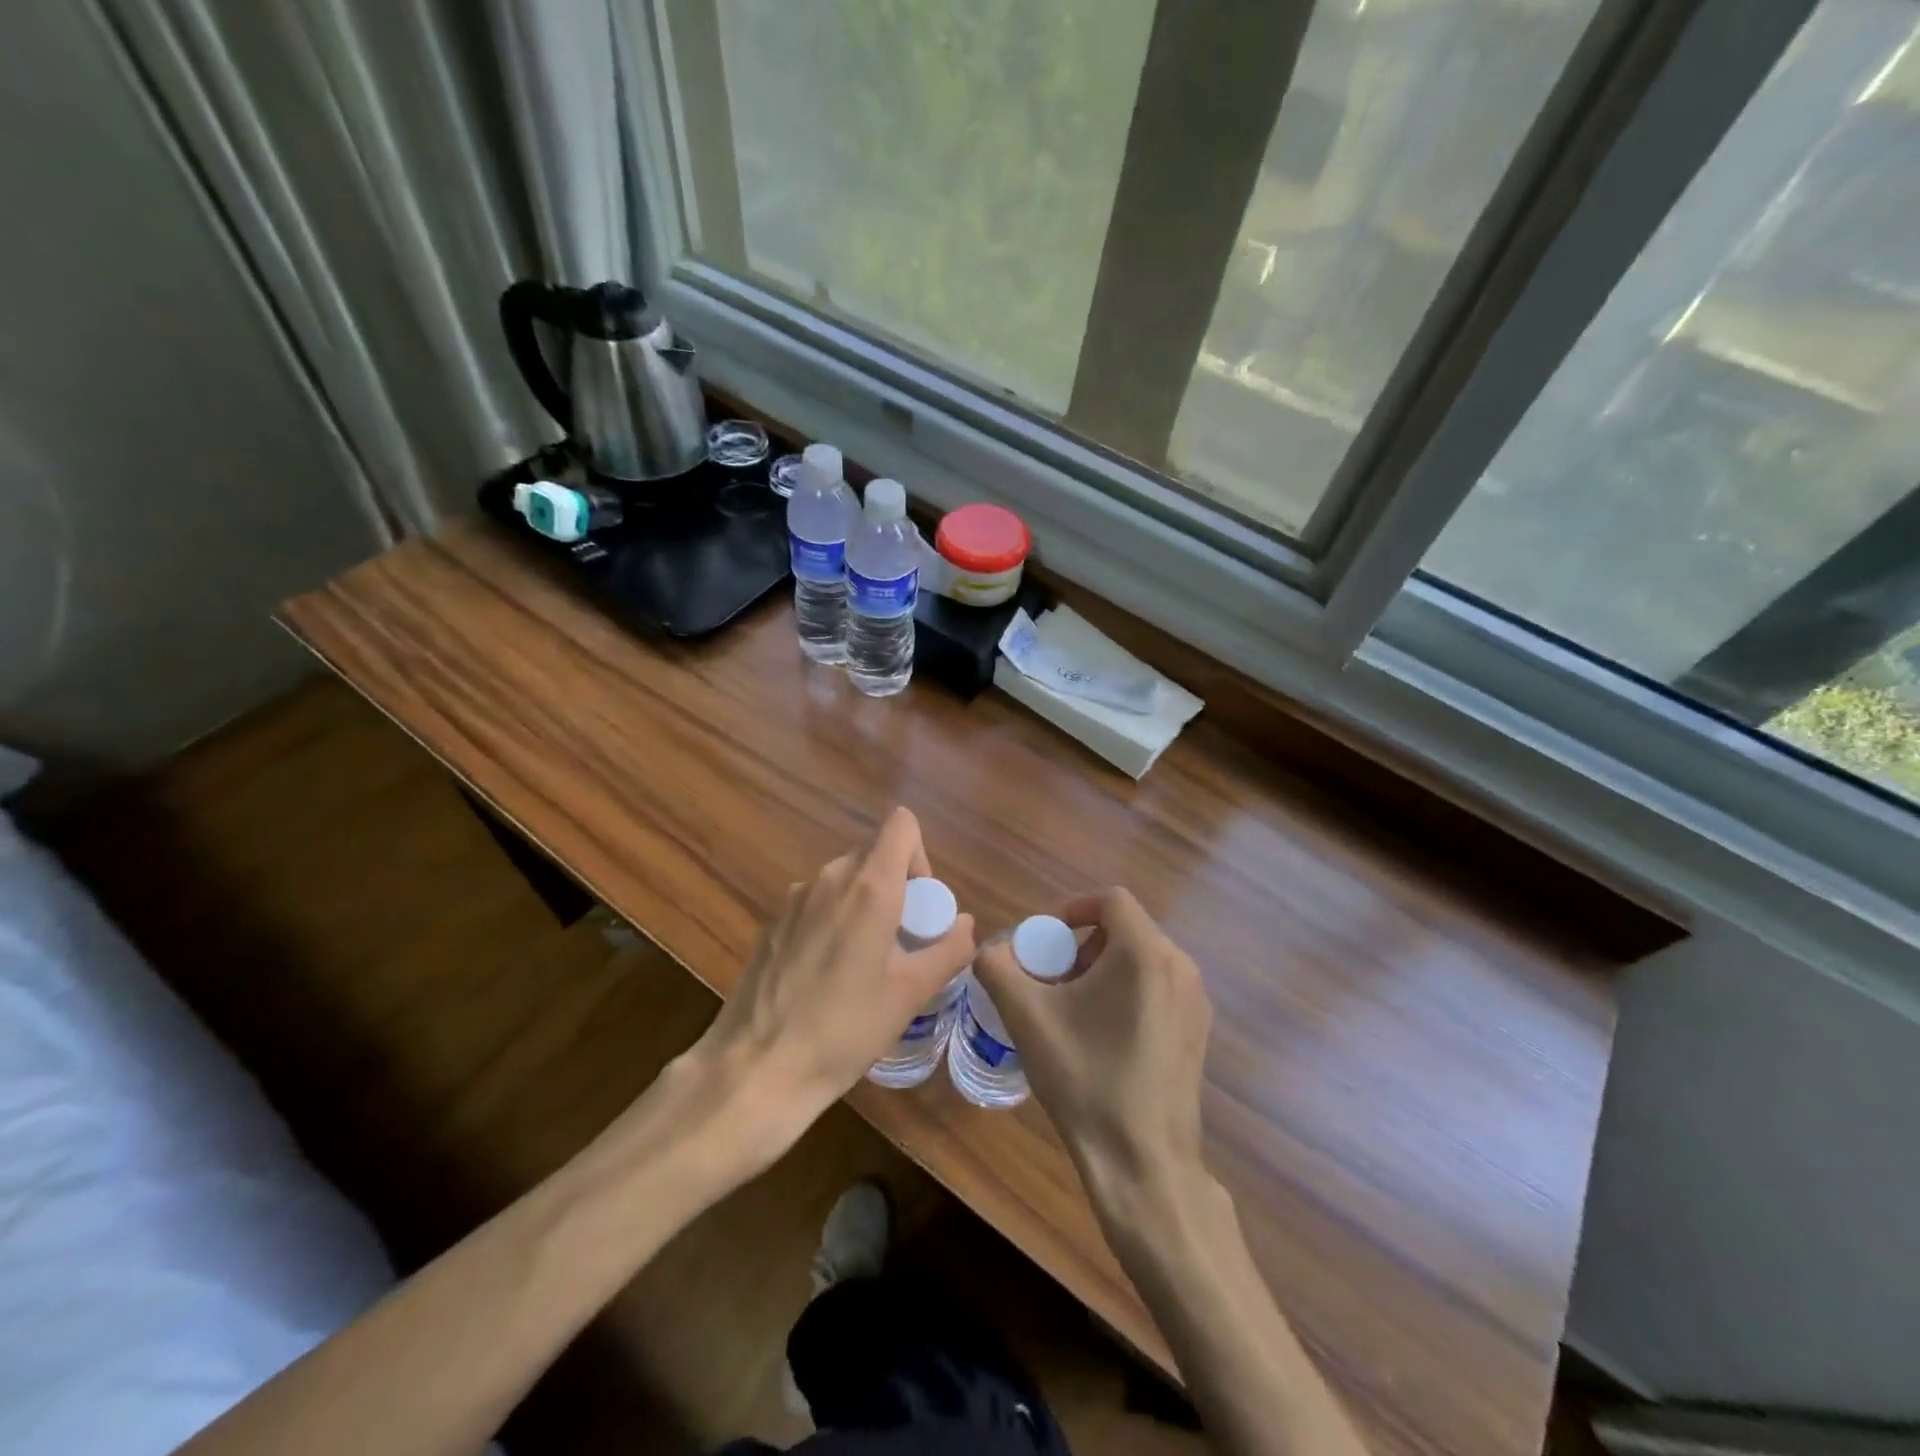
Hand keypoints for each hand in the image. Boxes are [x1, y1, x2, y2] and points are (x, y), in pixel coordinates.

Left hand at [687, 807, 974, 1162]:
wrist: (756, 1068)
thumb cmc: (844, 1029)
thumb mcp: (910, 994)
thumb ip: (947, 950)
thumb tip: (965, 924)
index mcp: (869, 886)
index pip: (900, 824)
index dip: (919, 855)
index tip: (920, 905)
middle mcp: (830, 878)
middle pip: (874, 853)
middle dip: (897, 885)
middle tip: (902, 941)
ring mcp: (795, 899)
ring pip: (844, 879)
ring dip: (865, 904)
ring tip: (866, 963)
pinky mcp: (773, 923)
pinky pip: (817, 903)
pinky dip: (834, 921)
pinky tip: (827, 976)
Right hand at [974, 888, 1211, 1200]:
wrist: (1143, 1162)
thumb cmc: (1086, 1079)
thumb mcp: (1028, 1018)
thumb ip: (998, 968)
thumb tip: (991, 950)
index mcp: (1145, 953)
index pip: (1111, 900)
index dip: (1074, 908)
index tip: (1046, 938)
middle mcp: (1180, 966)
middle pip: (1126, 930)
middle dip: (1084, 945)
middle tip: (1054, 979)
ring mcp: (1195, 1001)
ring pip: (1143, 960)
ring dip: (1104, 969)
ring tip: (1074, 1009)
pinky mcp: (1199, 1032)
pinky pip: (1159, 988)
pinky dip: (1128, 992)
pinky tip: (1104, 1036)